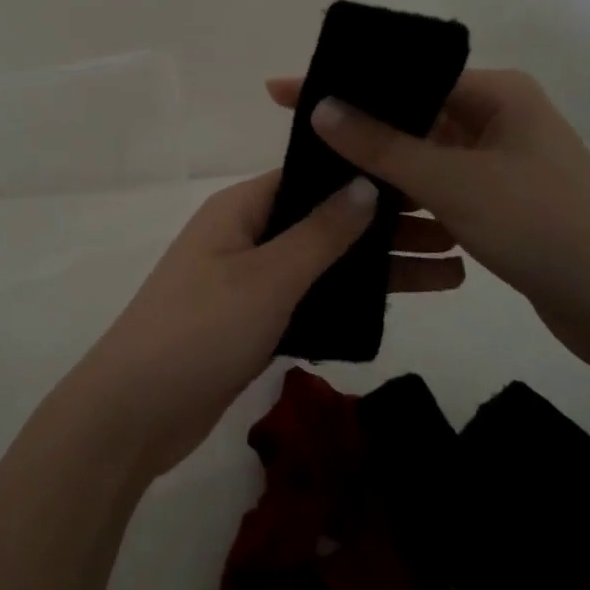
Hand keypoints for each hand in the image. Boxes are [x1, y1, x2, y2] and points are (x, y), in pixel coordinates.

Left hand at [63, 170, 464, 481]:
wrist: (134, 414)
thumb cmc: (200, 330)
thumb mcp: (266, 277)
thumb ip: (320, 233)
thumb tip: (366, 183)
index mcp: (240, 208)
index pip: (310, 175)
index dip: (364, 175)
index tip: (424, 177)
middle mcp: (244, 235)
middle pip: (323, 220)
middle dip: (383, 227)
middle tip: (456, 231)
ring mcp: (247, 281)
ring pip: (321, 264)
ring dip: (374, 267)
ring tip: (449, 272)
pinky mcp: (251, 323)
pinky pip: (308, 300)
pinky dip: (347, 301)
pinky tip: (396, 306)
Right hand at [267, 70, 589, 366]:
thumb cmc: (540, 226)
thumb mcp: (452, 182)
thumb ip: (381, 146)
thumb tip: (319, 107)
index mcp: (497, 93)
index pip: (405, 77)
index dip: (345, 83)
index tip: (285, 90)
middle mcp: (500, 117)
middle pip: (413, 112)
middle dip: (358, 124)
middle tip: (296, 130)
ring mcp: (502, 160)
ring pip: (425, 152)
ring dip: (381, 163)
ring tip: (319, 168)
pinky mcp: (500, 199)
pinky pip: (440, 184)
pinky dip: (407, 193)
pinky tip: (366, 204)